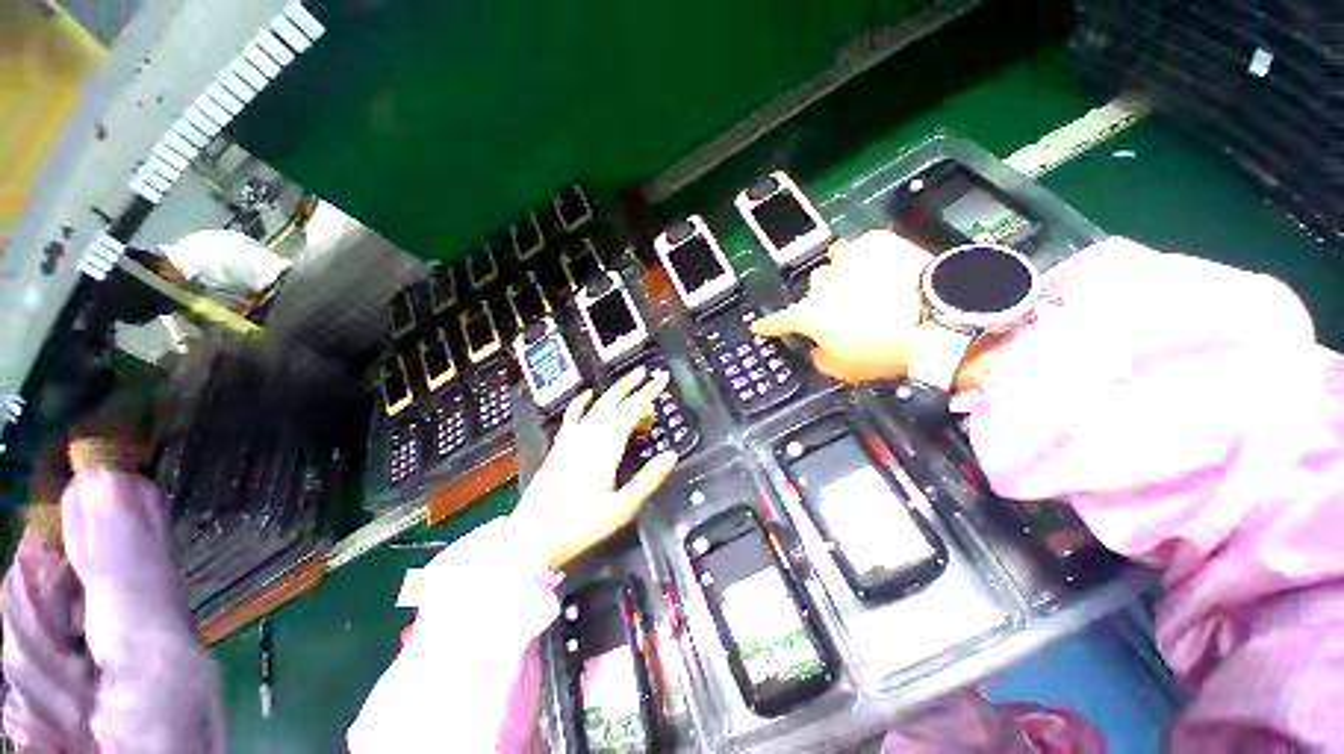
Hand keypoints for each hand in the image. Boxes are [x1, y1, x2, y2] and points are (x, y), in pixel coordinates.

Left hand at [507, 367, 678, 569]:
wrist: (533, 536)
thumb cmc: (580, 525)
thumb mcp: (621, 508)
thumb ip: (647, 480)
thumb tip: (671, 455)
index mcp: (605, 448)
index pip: (631, 410)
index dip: (648, 393)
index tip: (661, 380)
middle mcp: (589, 437)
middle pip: (613, 402)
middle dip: (633, 385)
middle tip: (648, 373)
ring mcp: (572, 440)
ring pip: (597, 406)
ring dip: (614, 391)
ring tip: (628, 379)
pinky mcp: (561, 447)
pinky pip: (572, 417)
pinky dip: (581, 403)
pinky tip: (586, 395)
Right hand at [753, 230, 932, 383]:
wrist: (938, 320)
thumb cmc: (885, 352)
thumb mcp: (844, 370)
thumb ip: (819, 358)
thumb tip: (816, 348)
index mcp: (809, 316)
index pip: (779, 321)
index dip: (767, 325)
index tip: (758, 326)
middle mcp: (820, 284)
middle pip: (812, 291)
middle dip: (823, 301)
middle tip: (846, 313)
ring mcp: (846, 260)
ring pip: (833, 263)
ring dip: (842, 274)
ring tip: (865, 285)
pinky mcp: (874, 242)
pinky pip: (860, 247)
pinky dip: (866, 258)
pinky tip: (882, 271)